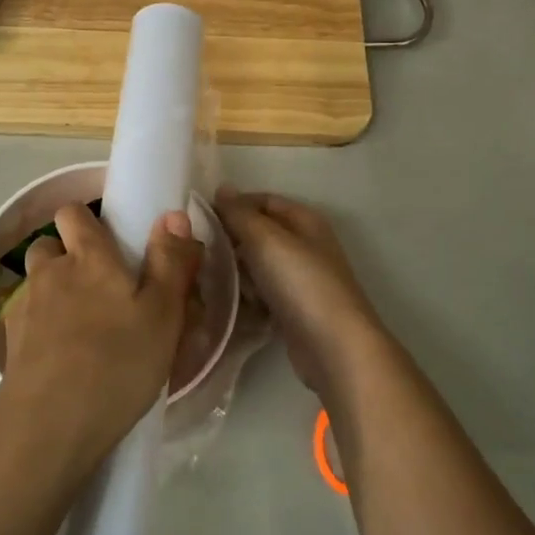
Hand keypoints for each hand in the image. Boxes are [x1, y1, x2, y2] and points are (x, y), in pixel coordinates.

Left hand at [0, 205, 202, 479]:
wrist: (49, 429)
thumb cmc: (117, 365)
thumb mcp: (162, 314)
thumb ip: (170, 261)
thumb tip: (172, 214)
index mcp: (87, 258)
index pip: (72, 213)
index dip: (88, 222)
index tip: (112, 244)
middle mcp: (49, 273)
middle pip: (50, 245)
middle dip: (70, 256)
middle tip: (103, 289)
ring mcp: (24, 308)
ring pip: (37, 282)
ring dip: (55, 291)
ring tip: (83, 325)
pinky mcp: (10, 344)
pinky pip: (28, 319)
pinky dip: (42, 326)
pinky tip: (63, 356)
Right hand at [215, 189, 387, 400]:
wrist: (333, 346)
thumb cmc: (300, 283)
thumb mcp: (266, 239)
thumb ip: (240, 214)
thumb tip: (222, 188)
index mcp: (304, 221)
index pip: (262, 201)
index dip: (233, 205)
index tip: (200, 219)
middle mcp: (305, 245)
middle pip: (259, 234)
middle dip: (231, 241)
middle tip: (201, 252)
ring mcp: (300, 279)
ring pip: (257, 266)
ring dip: (236, 272)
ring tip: (211, 281)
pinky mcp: (293, 309)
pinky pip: (262, 294)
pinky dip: (247, 297)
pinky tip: (229, 305)